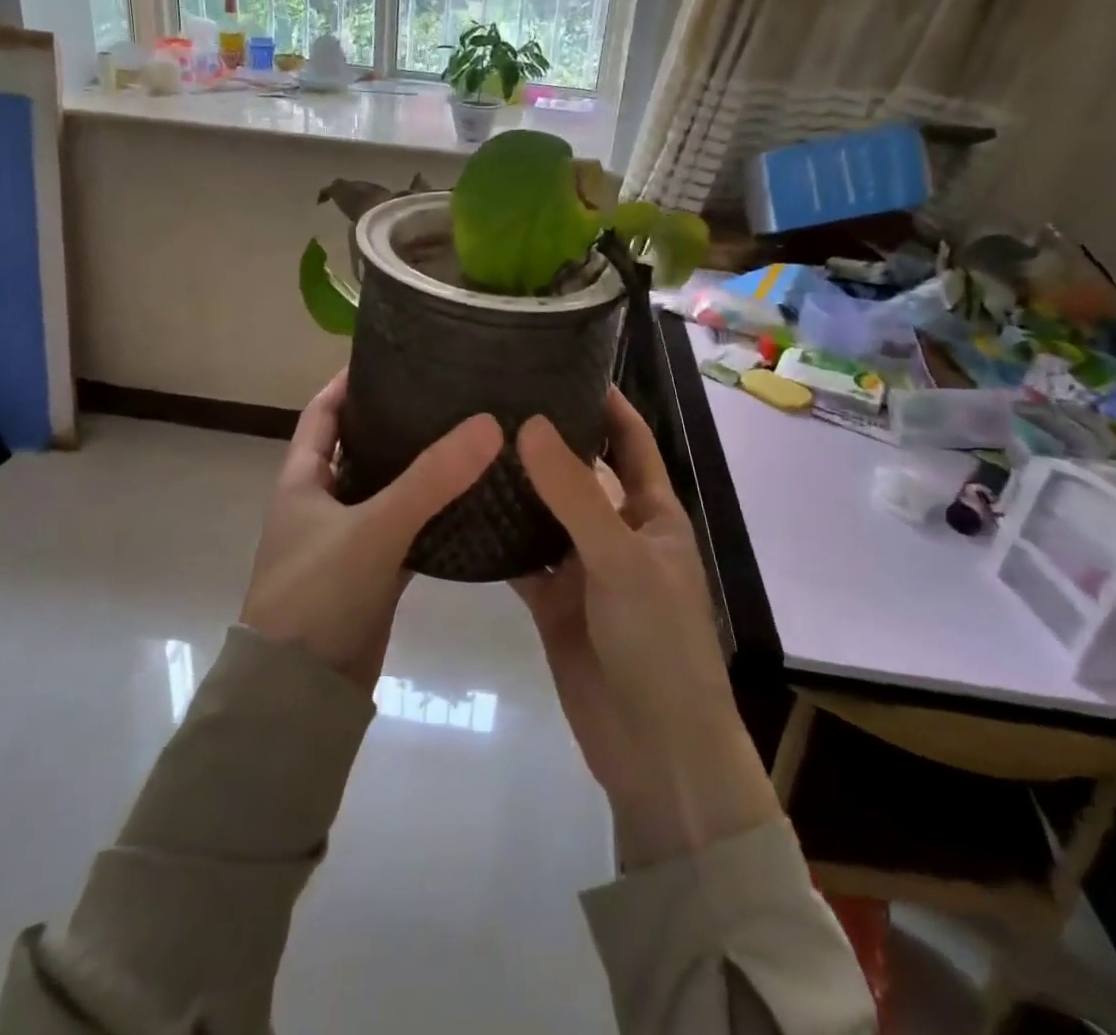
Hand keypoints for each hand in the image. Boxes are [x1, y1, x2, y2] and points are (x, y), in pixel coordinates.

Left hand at [242, 372, 501, 690]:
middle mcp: (321, 503)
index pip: (323, 411)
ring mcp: (347, 540)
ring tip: (469, 439)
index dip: (351, 382)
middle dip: (397, 422)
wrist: (300, 695)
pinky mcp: (371, 573)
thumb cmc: (318, 595)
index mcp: (302, 479)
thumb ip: (431, 479)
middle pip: (360, 447)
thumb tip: (488, 423)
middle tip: (449, 395)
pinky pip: (405, 532)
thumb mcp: (372, 529)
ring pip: (387, 490)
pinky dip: (431, 517)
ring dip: (419, 470)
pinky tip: (471, 502)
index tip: (395, 356)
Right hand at [514, 388, 778, 866]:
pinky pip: (522, 560)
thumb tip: (529, 424)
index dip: (606, 404)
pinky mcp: (554, 604)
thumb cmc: (657, 641)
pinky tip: (458, 511)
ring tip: (468, 443)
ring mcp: (584, 569)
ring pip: (545, 515)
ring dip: (516, 488)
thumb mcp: (620, 558)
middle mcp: (617, 532)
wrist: (655, 750)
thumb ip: (574, 493)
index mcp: (652, 513)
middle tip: (494, 399)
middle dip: (547, 440)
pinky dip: (497, 540)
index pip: (630, 441)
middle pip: (580, 473)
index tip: (564, 364)